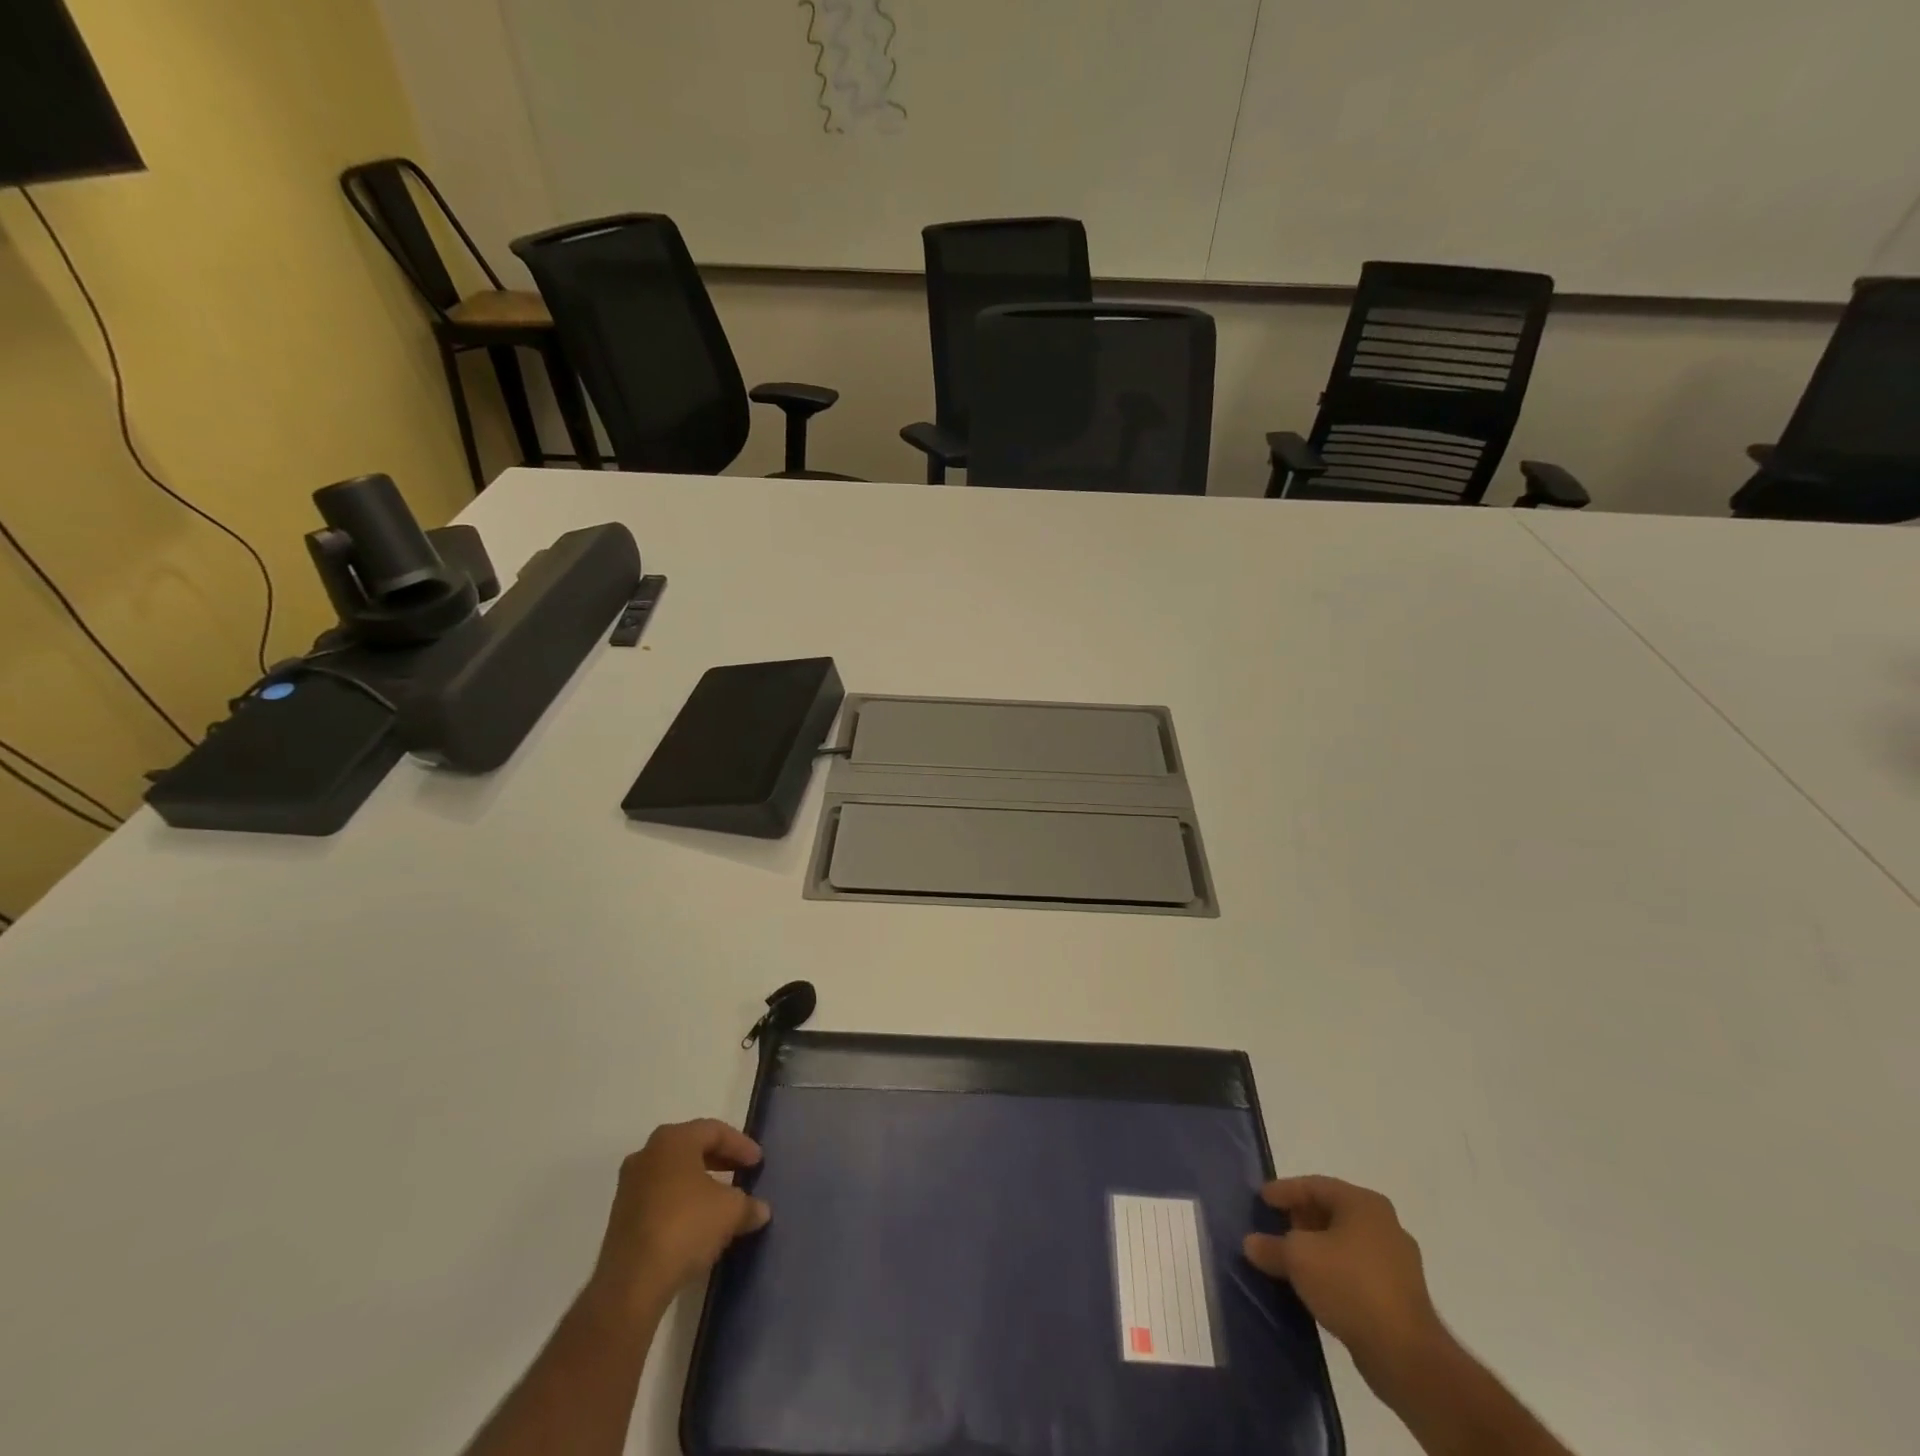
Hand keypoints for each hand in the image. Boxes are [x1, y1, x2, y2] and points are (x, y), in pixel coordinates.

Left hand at [589, 1120, 770, 1313]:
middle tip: (742, 1172)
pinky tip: (697, 1223)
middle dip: (720, 1160)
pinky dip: (681, 1203)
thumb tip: (760, 1210)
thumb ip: (749, 1204)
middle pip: (691, 1148)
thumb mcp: (730, 1211)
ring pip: (673, 1174)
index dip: (741, 1145)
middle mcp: (647, 1154)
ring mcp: (629, 1186)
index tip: (758, 1162)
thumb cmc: (685, 1227)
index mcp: (673, 1140)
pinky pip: (659, 1198)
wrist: (631, 1284)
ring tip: (722, 1200)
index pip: (715, 1131)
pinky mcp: (620, 1218)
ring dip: (699, 1183)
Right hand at [1243, 1176, 1445, 1391]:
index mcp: (1363, 1204)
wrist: (1406, 1356)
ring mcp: (1397, 1261)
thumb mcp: (1298, 1258)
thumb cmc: (1349, 1286)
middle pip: (1332, 1211)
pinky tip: (1315, 1285)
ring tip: (1290, 1257)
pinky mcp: (1401, 1295)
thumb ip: (1271, 1246)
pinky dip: (1334, 1271)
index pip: (1314, 1185)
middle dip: (1301, 1219)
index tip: (1261, 1199)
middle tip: (1274, 1226)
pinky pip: (1358, 1270)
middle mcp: (1384, 1224)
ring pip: (1345, 1243)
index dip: (1284, 1191)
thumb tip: (1251, 1243)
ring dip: (1317, 1248)